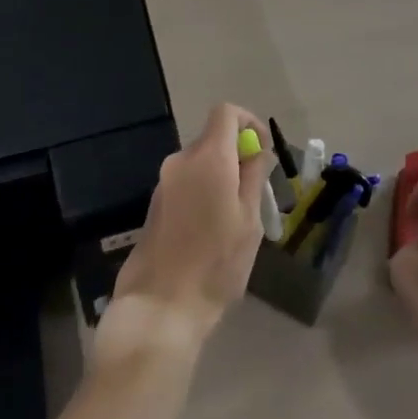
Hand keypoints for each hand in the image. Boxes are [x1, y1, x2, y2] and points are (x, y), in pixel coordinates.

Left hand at [101, 104, 270, 361]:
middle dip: (237, 156)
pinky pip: (187, 183)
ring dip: (221, 177)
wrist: (160, 306)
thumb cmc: (215, 263)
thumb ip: (254, 176)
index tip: (262, 152)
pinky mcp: (155, 204)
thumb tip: (258, 150)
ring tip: (236, 219)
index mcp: (208, 157)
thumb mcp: (248, 220)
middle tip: (256, 194)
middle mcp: (181, 160)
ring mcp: (164, 182)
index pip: (226, 112)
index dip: (248, 122)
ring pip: (200, 163)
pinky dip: (203, 192)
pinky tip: (211, 231)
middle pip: (213, 138)